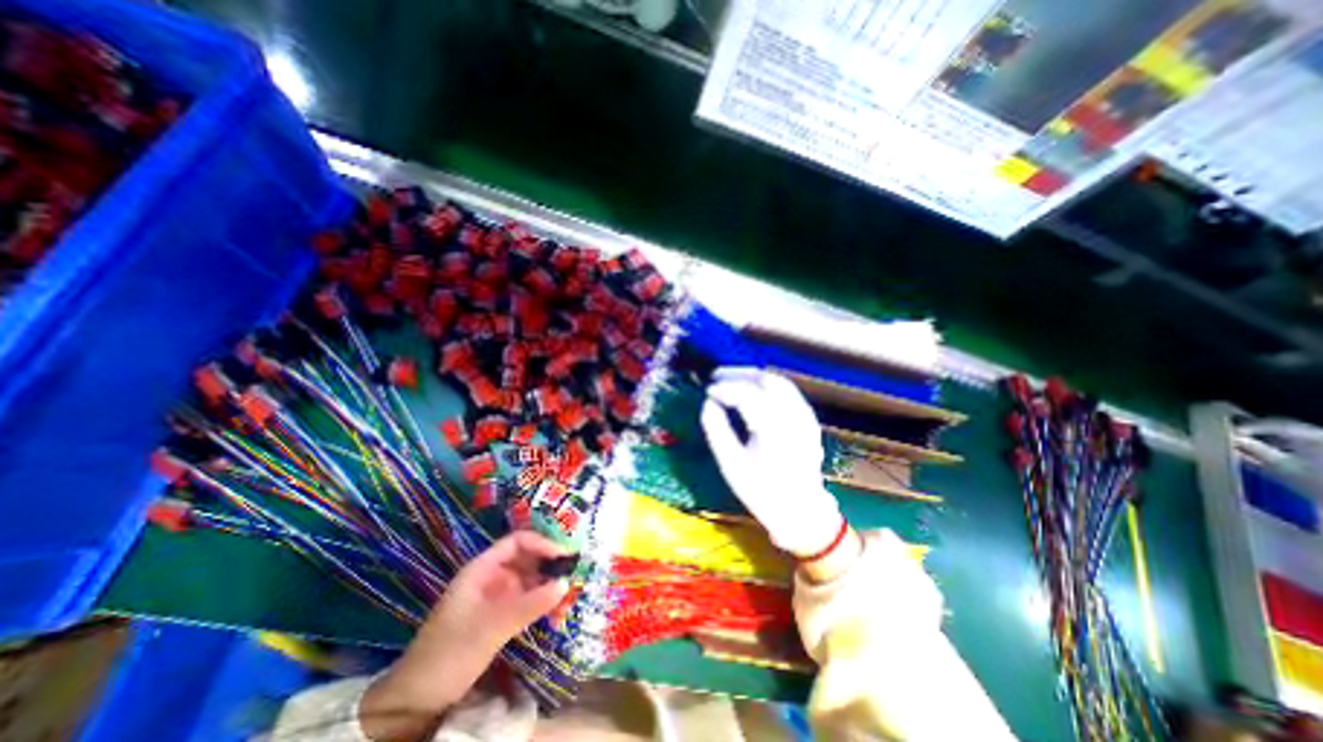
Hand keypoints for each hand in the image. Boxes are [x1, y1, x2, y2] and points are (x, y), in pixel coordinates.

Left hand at [360, 533, 568, 741]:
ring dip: (548, 584)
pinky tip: (556, 608)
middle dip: (548, 563)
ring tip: (570, 590)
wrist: (417, 700)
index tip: (564, 555)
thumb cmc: (451, 651)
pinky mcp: (498, 616)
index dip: (541, 543)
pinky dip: (541, 601)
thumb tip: (566, 583)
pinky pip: (525, 600)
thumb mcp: (492, 626)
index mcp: (482, 569)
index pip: (517, 542)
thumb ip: (530, 604)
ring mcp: (494, 597)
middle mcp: (491, 577)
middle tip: (574, 571)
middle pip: (525, 559)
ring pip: (528, 580)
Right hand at [698, 369, 842, 560]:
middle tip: (716, 375)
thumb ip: (717, 430)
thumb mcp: (731, 464)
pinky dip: (767, 383)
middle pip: (766, 380)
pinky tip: (753, 388)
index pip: (747, 394)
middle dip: (738, 373)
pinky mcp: (809, 419)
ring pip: (779, 381)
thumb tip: (708, 403)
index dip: (725, 387)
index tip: (707, 390)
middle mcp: (793, 416)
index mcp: (773, 429)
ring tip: (731, 378)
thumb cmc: (762, 491)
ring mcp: (805, 416)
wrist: (801, 511)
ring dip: (753, 375)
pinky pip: (788, 390)